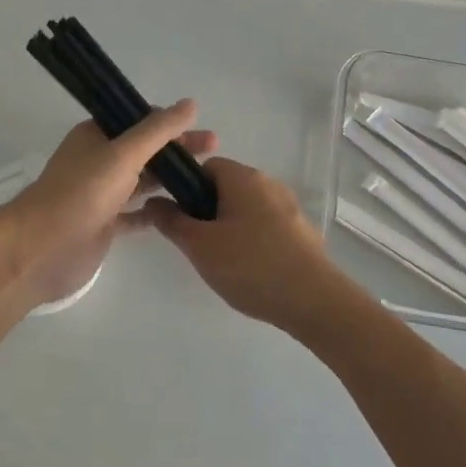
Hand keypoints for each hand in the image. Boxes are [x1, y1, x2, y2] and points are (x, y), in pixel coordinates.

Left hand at [0, 101, 216, 309]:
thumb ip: (158, 131)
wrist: (43, 248)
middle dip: (177, 148)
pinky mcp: (105, 225)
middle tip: (215, 148)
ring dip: (171, 178)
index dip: (169, 122)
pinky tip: (184, 210)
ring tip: (207, 178)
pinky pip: (137, 213)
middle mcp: (99, 161)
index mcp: (96, 135)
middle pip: (145, 150)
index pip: (138, 120)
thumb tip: (190, 104)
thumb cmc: (81, 193)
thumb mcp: (122, 154)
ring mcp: (102, 194)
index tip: (200, 126)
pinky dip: (158, 210)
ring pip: (143, 181)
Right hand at [141, 157, 357, 333]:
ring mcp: (290, 208)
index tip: (178, 218)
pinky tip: (249, 271)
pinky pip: (267, 227)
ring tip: (222, 261)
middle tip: (196, 244)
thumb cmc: (249, 265)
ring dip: (230, 228)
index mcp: (243, 178)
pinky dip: (253, 241)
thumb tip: (153, 202)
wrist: (312, 300)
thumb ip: (172, 221)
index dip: (187, 188)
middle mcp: (269, 184)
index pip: (206, 166)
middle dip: (207, 211)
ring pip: (247, 209)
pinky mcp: (302, 232)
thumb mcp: (199, 246)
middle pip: (227, 188)